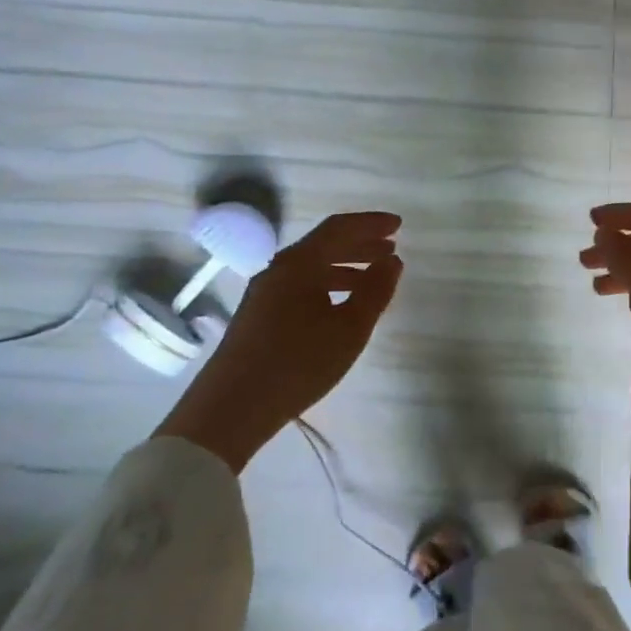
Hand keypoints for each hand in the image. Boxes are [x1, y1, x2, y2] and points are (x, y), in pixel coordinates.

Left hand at [157, 211, 402, 469]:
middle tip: (391, 249)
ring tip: (373, 278)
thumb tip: (392, 260)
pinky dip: (328, 285)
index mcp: (299, 263)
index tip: (399, 225)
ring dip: (345, 267)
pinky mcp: (259, 315)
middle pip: (324, 245)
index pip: (339, 228)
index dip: (371, 223)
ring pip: (312, 268)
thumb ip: (376, 290)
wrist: (232, 407)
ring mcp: (265, 292)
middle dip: (360, 244)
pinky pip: (301, 286)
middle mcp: (278, 269)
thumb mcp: (350, 328)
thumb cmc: (298, 362)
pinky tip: (341, 305)